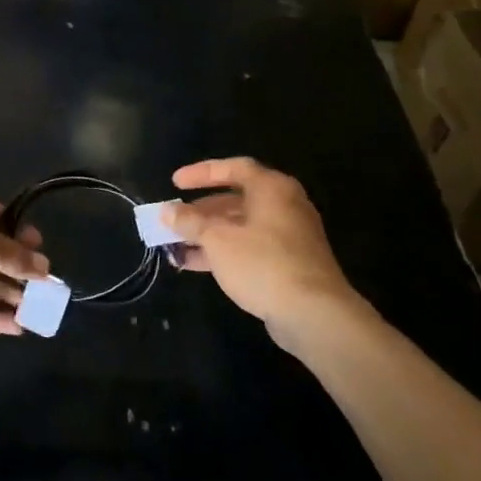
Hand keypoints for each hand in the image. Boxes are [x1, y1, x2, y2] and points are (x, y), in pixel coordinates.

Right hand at [158, 157, 361, 332]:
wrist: (313, 313)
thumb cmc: (262, 263)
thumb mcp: (217, 239)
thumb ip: (190, 222)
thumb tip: (167, 211)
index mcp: (272, 189)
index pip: (233, 168)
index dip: (201, 173)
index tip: (174, 183)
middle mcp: (284, 206)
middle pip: (236, 199)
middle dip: (201, 210)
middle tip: (175, 218)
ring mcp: (289, 236)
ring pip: (241, 226)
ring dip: (208, 234)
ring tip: (177, 244)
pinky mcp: (289, 263)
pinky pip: (250, 247)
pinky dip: (224, 251)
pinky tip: (195, 264)